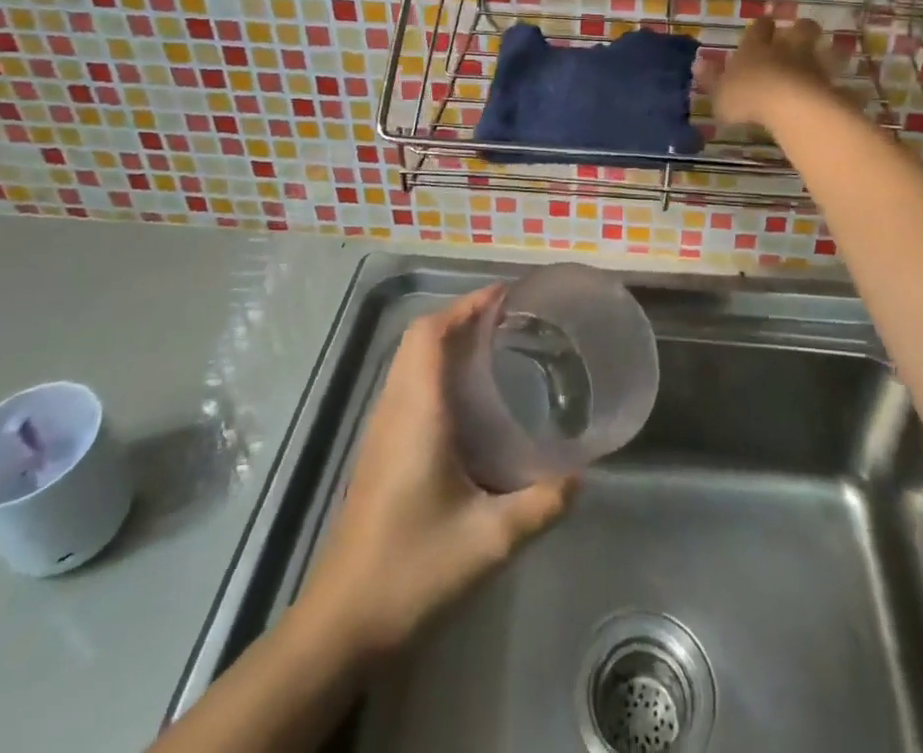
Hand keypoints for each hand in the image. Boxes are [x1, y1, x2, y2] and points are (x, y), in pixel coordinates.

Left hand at [301, 289, 575, 655]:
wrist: (341, 625)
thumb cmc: (412, 570)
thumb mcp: (489, 540)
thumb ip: (541, 504)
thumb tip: (582, 476)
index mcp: (417, 413)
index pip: (430, 333)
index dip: (465, 304)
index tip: (505, 296)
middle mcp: (394, 410)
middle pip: (419, 339)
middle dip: (461, 317)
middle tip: (509, 319)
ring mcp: (380, 432)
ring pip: (409, 363)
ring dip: (446, 342)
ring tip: (494, 347)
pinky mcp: (378, 454)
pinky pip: (407, 388)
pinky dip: (436, 371)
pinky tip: (468, 401)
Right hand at [695, 16, 837, 129]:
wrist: (789, 106)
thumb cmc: (747, 97)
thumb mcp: (719, 92)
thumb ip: (710, 79)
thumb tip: (697, 63)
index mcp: (756, 48)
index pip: (760, 28)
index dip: (762, 25)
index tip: (765, 21)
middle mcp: (786, 50)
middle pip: (799, 29)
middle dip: (800, 28)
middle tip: (799, 31)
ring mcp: (812, 65)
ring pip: (821, 49)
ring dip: (823, 50)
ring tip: (825, 55)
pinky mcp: (830, 84)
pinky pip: (837, 80)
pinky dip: (838, 84)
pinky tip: (841, 90)